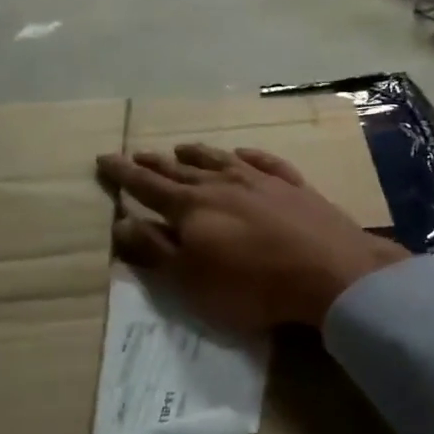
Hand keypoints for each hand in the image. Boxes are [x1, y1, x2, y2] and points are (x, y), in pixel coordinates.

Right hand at [95, 143, 408, 331]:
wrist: (329, 270)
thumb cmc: (252, 285)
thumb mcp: (191, 280)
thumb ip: (155, 250)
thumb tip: (120, 221)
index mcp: (192, 207)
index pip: (148, 186)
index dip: (124, 174)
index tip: (104, 159)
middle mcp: (223, 184)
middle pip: (181, 171)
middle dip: (156, 163)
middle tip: (137, 153)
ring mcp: (261, 181)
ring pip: (221, 160)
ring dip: (197, 154)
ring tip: (181, 148)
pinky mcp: (294, 186)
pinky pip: (265, 162)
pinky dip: (248, 155)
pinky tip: (243, 153)